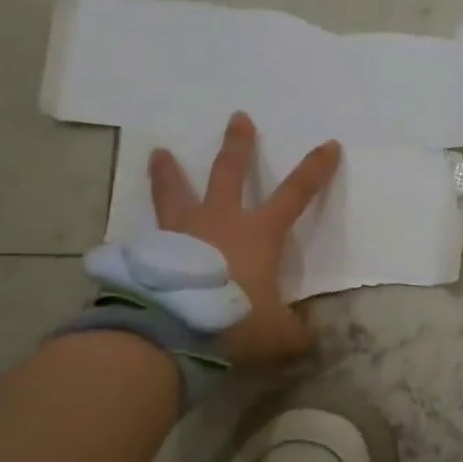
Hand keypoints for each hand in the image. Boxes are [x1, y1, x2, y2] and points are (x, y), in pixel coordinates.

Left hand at [149, 111, 340, 366]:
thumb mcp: (278, 335)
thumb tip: (305, 343)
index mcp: (259, 233)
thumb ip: (294, 335)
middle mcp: (220, 220)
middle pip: (229, 172)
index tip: (329, 145)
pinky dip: (144, 232)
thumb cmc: (235, 320)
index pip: (297, 193)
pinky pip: (148, 234)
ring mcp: (181, 231)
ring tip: (158, 152)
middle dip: (237, 145)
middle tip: (238, 118)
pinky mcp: (151, 251)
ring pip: (175, 191)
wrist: (173, 329)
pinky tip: (133, 236)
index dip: (316, 170)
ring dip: (168, 171)